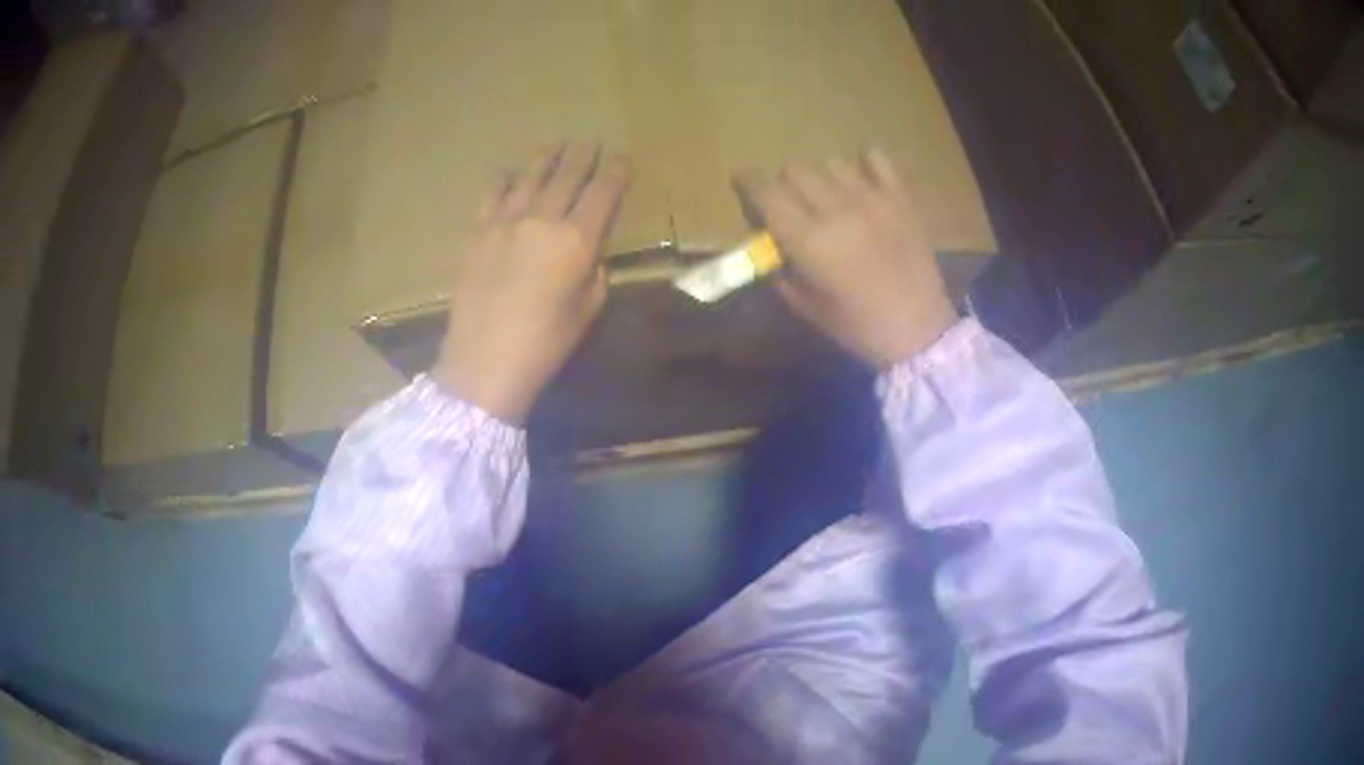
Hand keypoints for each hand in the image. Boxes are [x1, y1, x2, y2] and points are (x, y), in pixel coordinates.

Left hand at [432, 143, 630, 423]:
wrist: (483, 362)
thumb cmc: (544, 345)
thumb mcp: (586, 312)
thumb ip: (593, 274)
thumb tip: (588, 255)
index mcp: (576, 240)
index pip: (603, 193)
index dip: (616, 173)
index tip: (623, 159)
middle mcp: (541, 220)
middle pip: (567, 176)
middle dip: (583, 156)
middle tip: (591, 141)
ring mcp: (504, 223)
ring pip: (530, 178)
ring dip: (546, 159)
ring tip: (555, 145)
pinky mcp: (476, 234)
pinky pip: (492, 196)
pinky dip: (503, 180)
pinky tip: (507, 172)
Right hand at [734, 149, 957, 368]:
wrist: (920, 331)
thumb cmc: (859, 327)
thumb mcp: (808, 308)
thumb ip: (782, 273)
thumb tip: (770, 248)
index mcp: (808, 241)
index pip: (765, 193)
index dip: (747, 182)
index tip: (743, 182)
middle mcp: (835, 210)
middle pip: (795, 170)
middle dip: (785, 185)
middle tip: (793, 205)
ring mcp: (872, 199)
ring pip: (831, 163)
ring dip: (823, 178)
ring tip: (832, 198)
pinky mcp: (901, 198)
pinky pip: (877, 158)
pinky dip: (866, 163)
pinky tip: (865, 181)